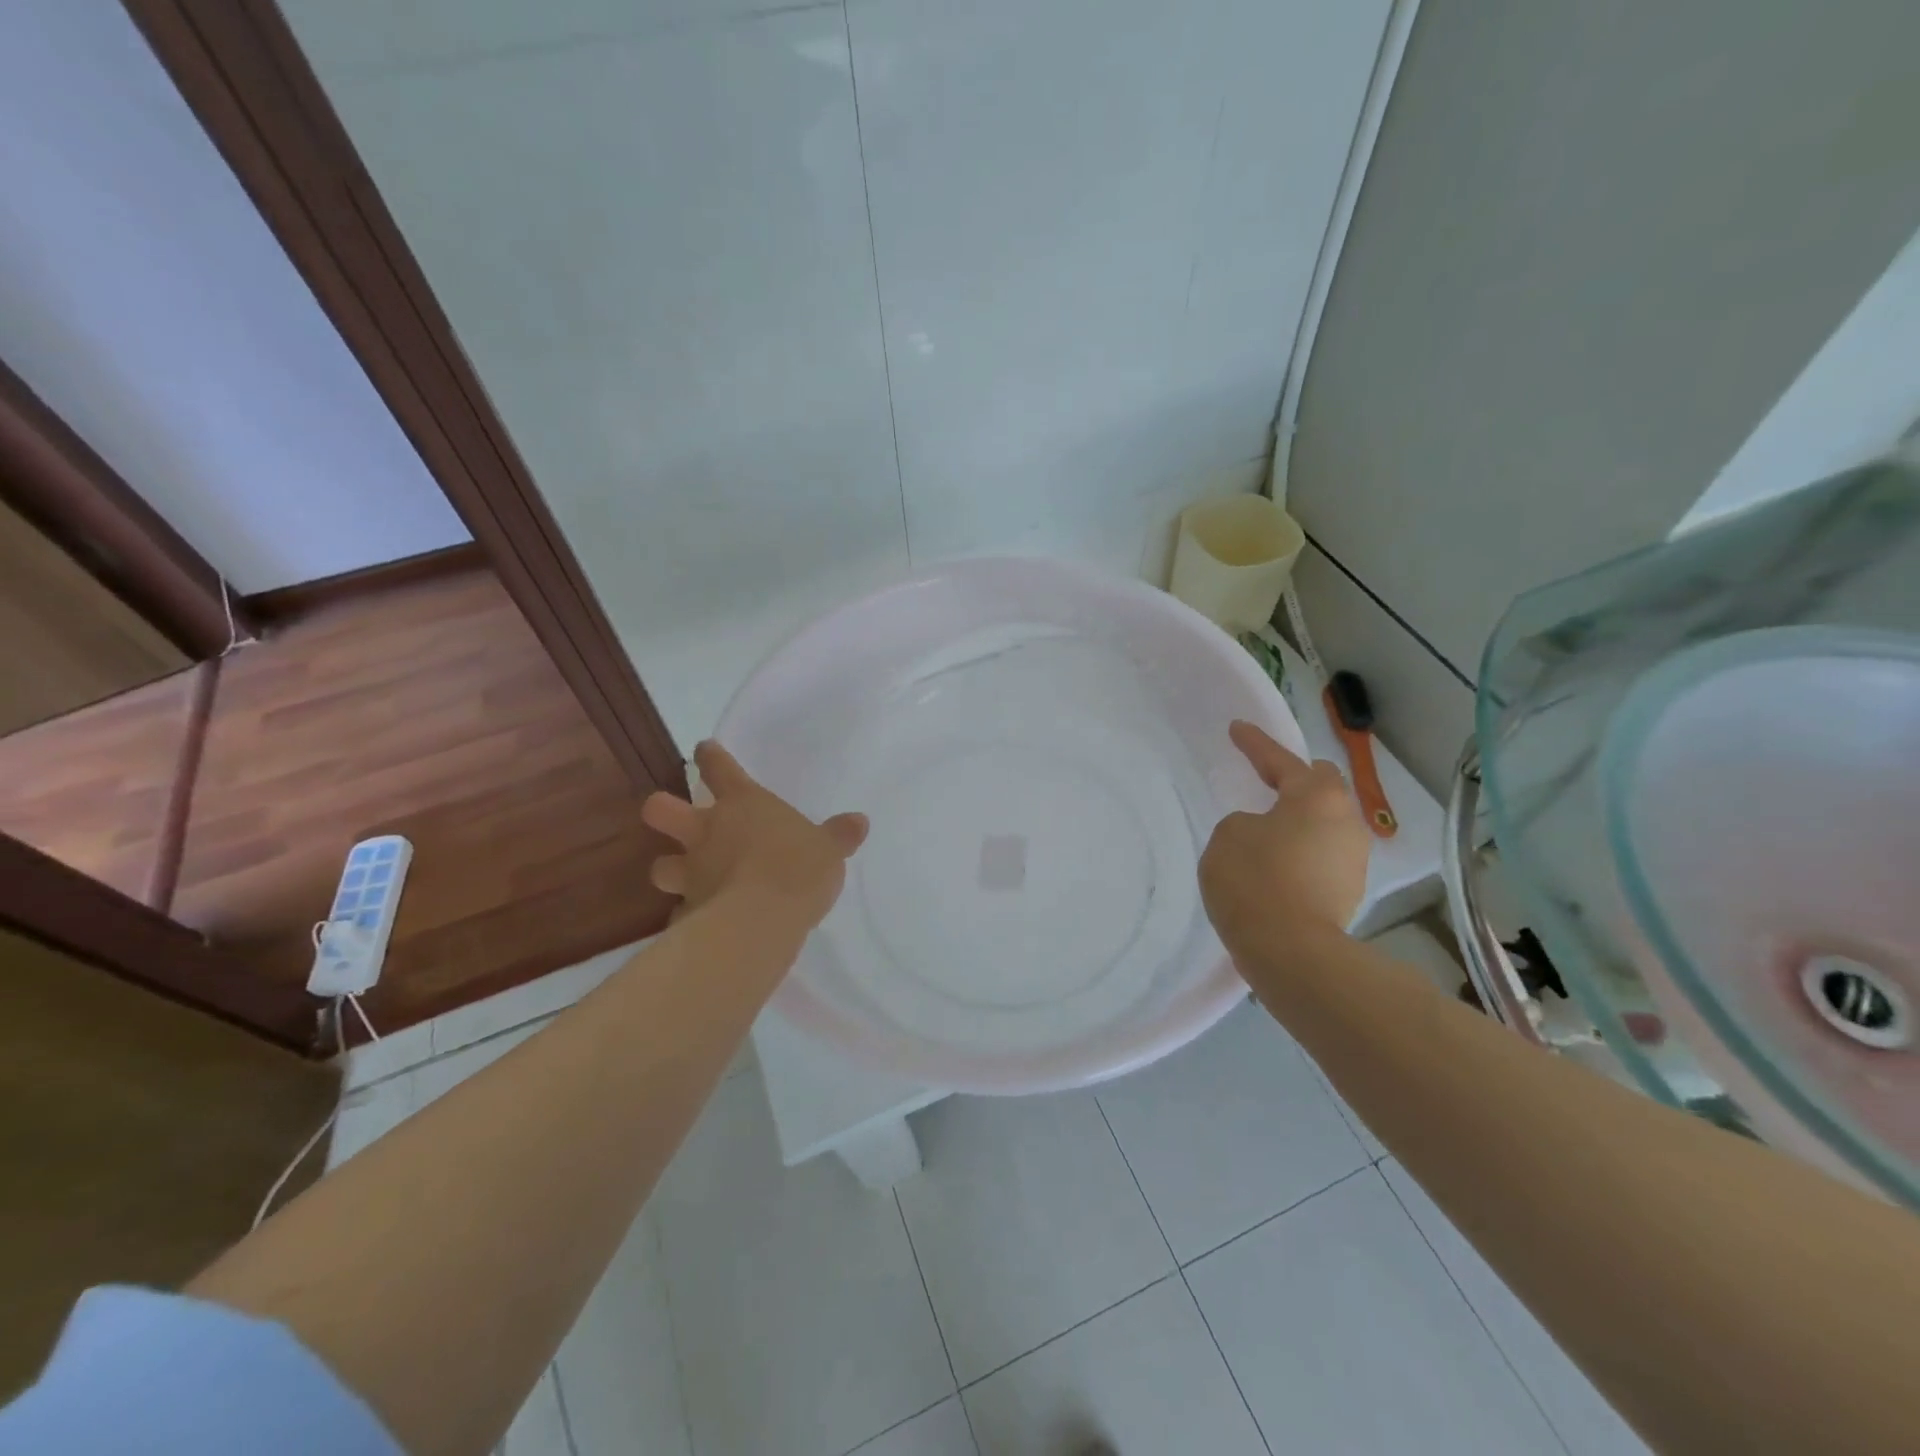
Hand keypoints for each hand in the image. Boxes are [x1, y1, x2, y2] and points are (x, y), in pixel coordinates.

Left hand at [641, 741, 868, 934]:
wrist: (762, 919)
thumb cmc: (798, 868)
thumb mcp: (829, 849)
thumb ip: (839, 835)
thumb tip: (859, 821)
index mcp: (742, 803)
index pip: (718, 767)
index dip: (710, 756)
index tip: (705, 751)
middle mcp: (707, 831)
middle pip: (661, 809)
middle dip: (661, 809)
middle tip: (672, 816)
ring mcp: (691, 872)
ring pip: (659, 866)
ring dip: (670, 869)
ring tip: (685, 878)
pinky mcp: (689, 910)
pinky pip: (682, 910)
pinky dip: (690, 913)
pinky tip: (702, 921)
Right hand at [1200, 719, 1369, 964]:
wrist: (1292, 952)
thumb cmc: (1255, 880)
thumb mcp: (1228, 835)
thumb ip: (1246, 822)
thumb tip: (1266, 833)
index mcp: (1316, 796)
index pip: (1281, 760)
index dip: (1255, 743)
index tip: (1237, 729)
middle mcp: (1345, 819)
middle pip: (1322, 785)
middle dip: (1295, 778)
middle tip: (1267, 779)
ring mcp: (1353, 857)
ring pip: (1326, 822)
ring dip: (1300, 819)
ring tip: (1270, 828)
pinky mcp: (1350, 890)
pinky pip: (1323, 853)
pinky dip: (1302, 850)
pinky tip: (1278, 864)